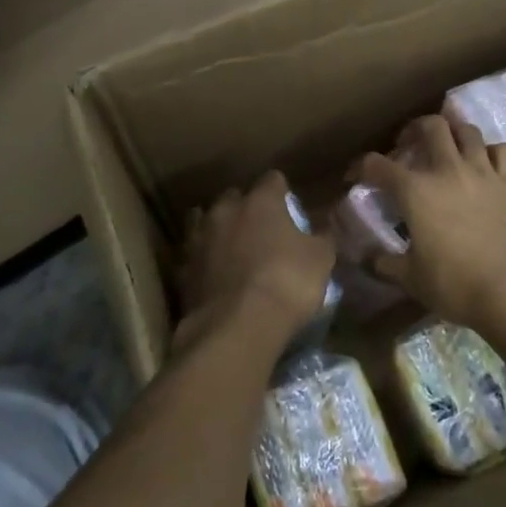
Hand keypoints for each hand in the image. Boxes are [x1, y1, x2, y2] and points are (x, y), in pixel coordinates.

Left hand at [178, 172, 334, 356]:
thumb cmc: (286, 282)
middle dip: (245, 208)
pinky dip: (203, 261)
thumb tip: (323, 229)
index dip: (282, 191)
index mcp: (260, 201)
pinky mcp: (182, 270)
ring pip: (204, 221)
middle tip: (261, 228)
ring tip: (230, 246)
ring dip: (218, 230)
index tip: (290, 205)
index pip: (272, 180)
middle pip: (234, 197)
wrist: (237, 326)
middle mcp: (225, 211)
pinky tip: (212, 274)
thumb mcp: (320, 259)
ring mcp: (199, 239)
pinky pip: (193, 256)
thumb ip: (321, 237)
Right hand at [351, 115, 505, 331]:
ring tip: (449, 147)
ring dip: (454, 134)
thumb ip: (385, 262)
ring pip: (468, 131)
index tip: (355, 175)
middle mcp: (448, 170)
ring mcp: (484, 172)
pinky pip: (504, 151)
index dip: (360, 166)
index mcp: (415, 191)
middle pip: (431, 126)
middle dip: (415, 130)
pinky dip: (492, 152)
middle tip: (410, 144)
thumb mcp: (410, 278)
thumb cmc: (454, 285)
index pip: (377, 165)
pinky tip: (488, 164)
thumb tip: (366, 258)